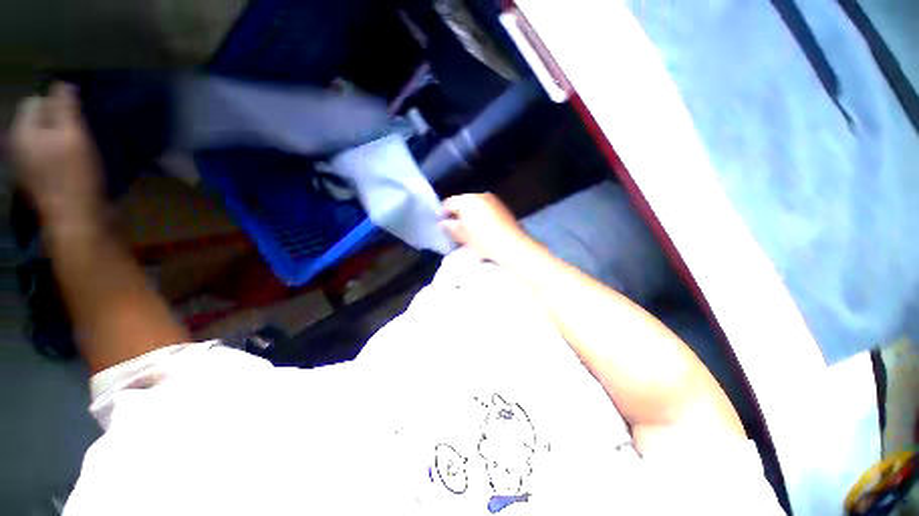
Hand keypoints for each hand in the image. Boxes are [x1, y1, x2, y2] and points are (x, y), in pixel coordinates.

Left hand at [10, 82, 103, 225]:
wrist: (76, 218)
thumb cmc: (75, 175)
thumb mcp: (73, 136)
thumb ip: (65, 106)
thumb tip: (63, 85)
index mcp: (21, 132)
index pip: (36, 102)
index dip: (57, 105)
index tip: (76, 119)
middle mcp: (16, 145)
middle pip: (37, 121)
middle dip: (57, 123)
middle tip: (77, 137)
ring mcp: (23, 165)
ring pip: (41, 139)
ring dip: (58, 140)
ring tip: (75, 153)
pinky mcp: (35, 180)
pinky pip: (43, 156)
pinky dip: (56, 156)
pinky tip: (68, 167)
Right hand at [441, 193, 537, 264]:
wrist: (512, 245)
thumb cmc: (484, 241)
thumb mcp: (463, 237)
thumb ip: (451, 228)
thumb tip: (444, 223)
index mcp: (468, 200)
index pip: (449, 203)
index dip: (442, 213)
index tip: (439, 222)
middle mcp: (480, 195)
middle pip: (463, 203)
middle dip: (457, 214)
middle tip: (453, 227)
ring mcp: (493, 200)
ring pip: (475, 205)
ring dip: (469, 215)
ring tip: (467, 229)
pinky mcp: (502, 208)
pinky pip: (486, 209)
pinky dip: (480, 216)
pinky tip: (481, 228)